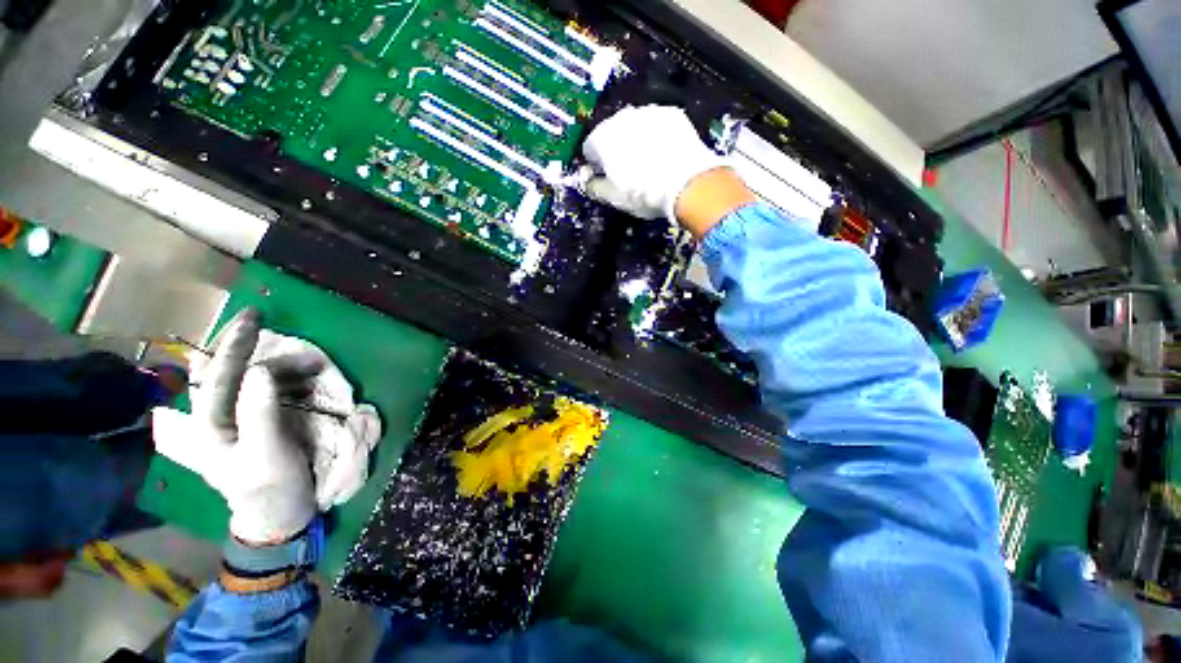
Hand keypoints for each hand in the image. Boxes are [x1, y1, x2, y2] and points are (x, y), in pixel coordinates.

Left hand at [152, 309, 315, 544]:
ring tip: (313, 369)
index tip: (256, 316)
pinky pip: (262, 388)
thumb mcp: (266, 454)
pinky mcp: (250, 420)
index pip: (217, 374)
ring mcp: (231, 417)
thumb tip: (260, 371)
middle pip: (228, 370)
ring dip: (281, 367)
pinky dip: (285, 378)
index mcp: (206, 425)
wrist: (277, 513)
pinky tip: (303, 381)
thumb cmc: (269, 487)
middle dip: (260, 353)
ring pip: (247, 377)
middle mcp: (212, 415)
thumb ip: (259, 413)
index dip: (234, 343)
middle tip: (297, 350)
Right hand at [581, 105, 755, 236]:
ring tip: (649, 163)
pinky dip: (657, 136)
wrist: (686, 183)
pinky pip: (657, 124)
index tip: (604, 176)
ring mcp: (648, 112)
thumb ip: (593, 187)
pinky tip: (665, 154)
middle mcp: (622, 118)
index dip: (595, 164)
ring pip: (635, 126)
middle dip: (616, 149)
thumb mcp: (612, 198)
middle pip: (612, 133)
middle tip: (627, 172)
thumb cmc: (643, 193)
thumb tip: (587, 181)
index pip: (589, 148)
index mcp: (602, 138)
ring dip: (637, 140)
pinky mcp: (672, 114)